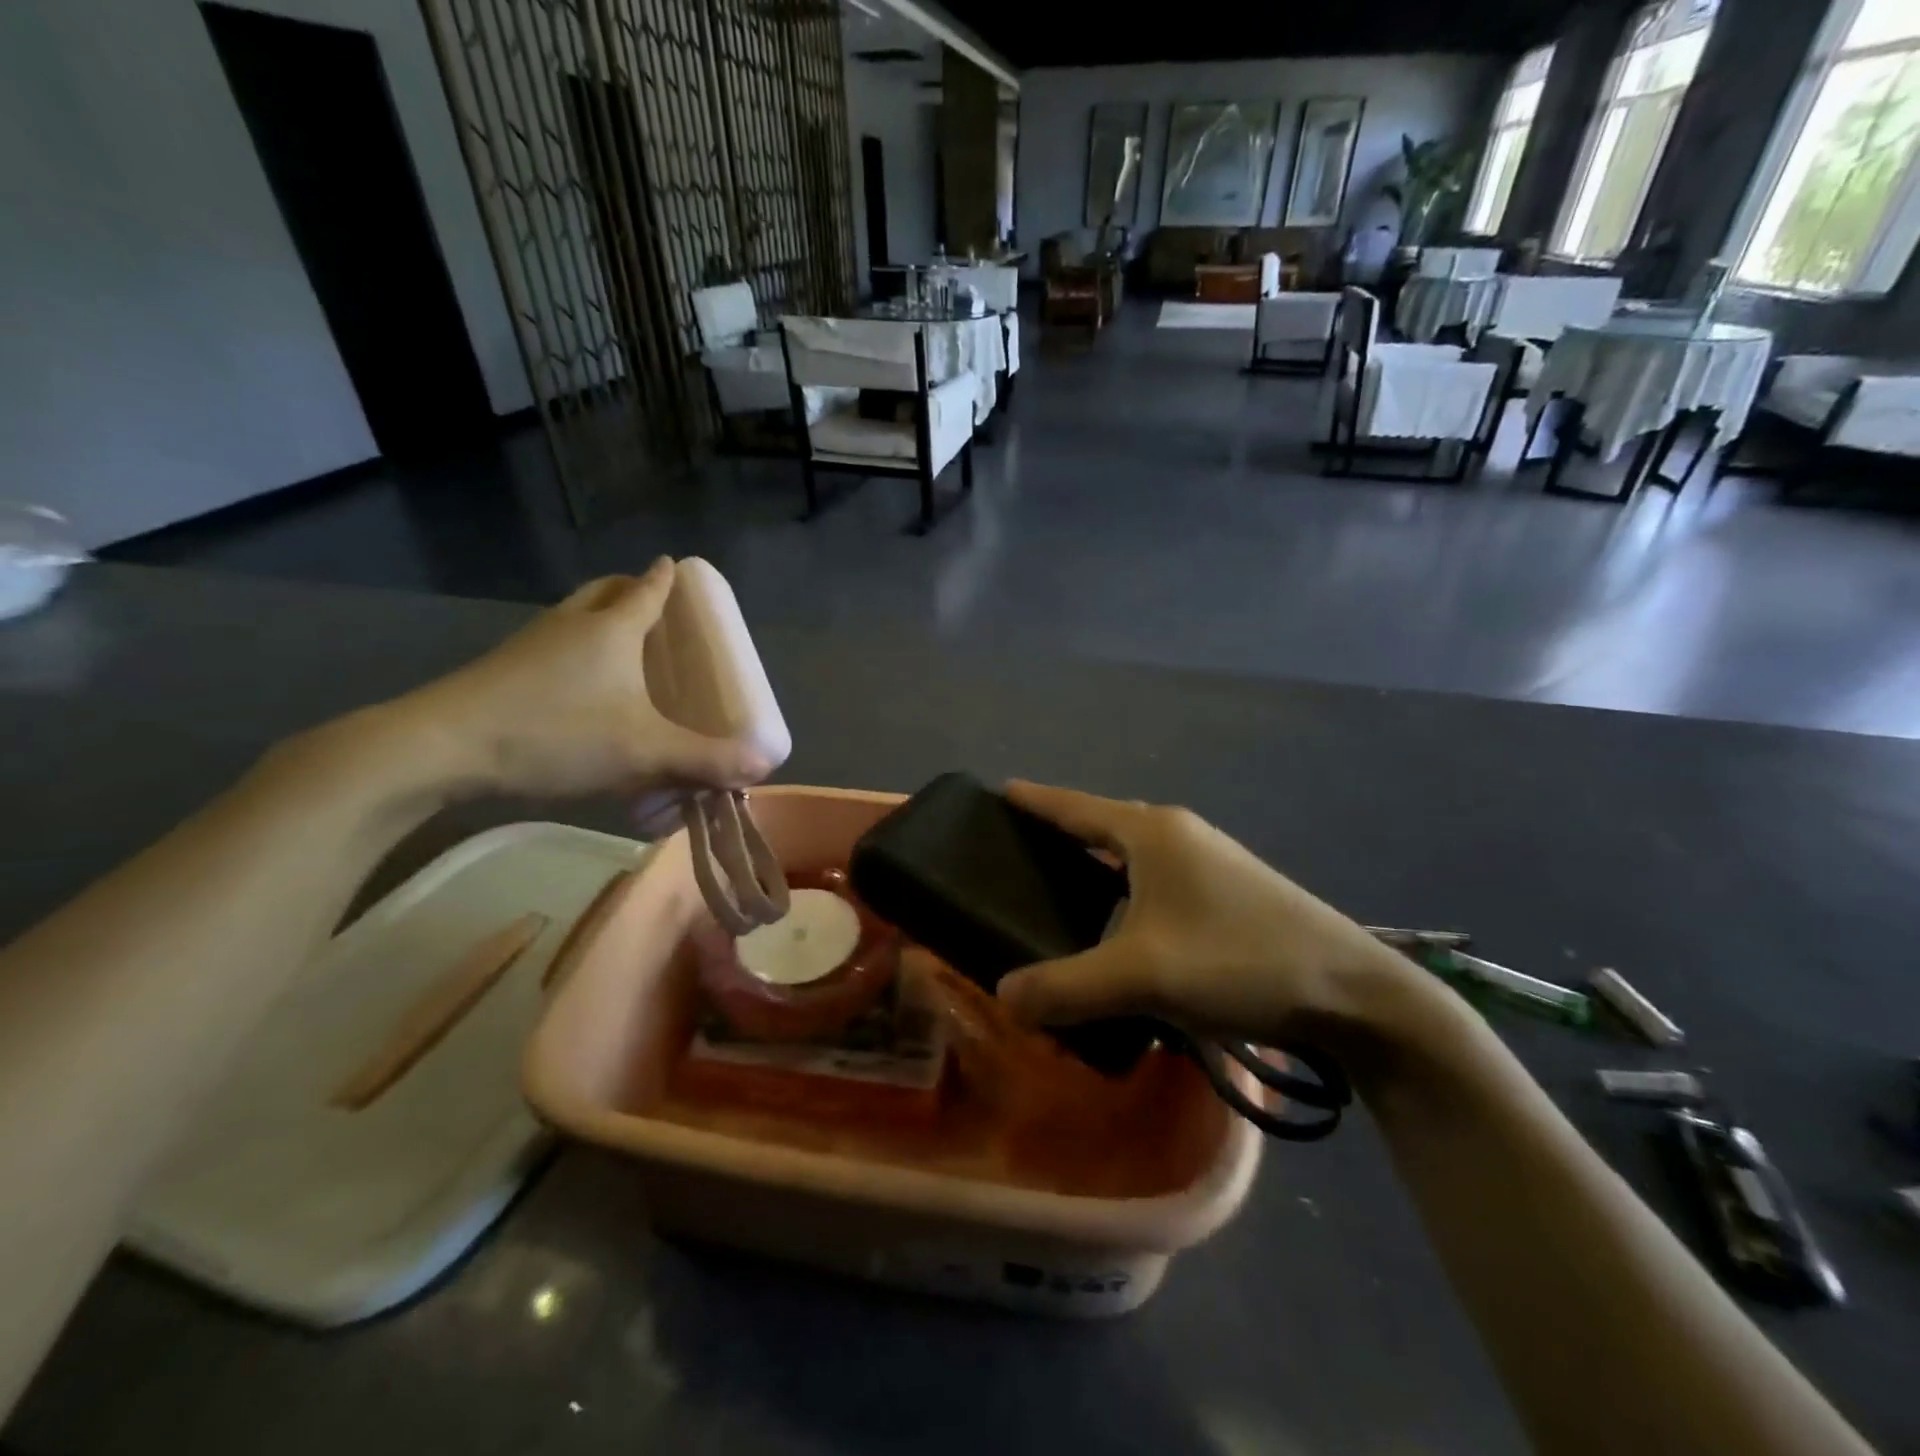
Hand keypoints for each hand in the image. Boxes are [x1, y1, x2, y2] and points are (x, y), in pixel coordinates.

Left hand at [388, 560, 769, 804]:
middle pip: (605, 591)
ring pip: (574, 616)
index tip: (678, 566)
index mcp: (612, 628)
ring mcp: (532, 644)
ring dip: (599, 620)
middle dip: (631, 590)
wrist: (442, 748)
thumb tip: (761, 766)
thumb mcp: (643, 752)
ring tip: (621, 648)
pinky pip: (553, 646)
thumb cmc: (556, 733)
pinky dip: (574, 651)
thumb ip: (704, 760)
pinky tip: (580, 690)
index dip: (667, 578)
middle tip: (652, 607)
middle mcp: (572, 624)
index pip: (648, 590)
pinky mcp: (504, 670)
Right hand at [995, 781, 1419, 1049]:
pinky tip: (1117, 924)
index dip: (1035, 800)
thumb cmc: (1240, 961)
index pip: (1075, 806)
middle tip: (1016, 851)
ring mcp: (1208, 861)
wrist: (1352, 992)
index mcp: (1152, 832)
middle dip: (1060, 832)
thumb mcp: (1144, 976)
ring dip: (1095, 865)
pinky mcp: (1227, 892)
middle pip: (1103, 824)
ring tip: (1057, 888)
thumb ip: (1066, 986)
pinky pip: (1156, 880)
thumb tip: (1004, 996)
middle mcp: (1178, 834)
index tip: (998, 793)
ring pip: (1132, 855)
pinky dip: (1125, 891)